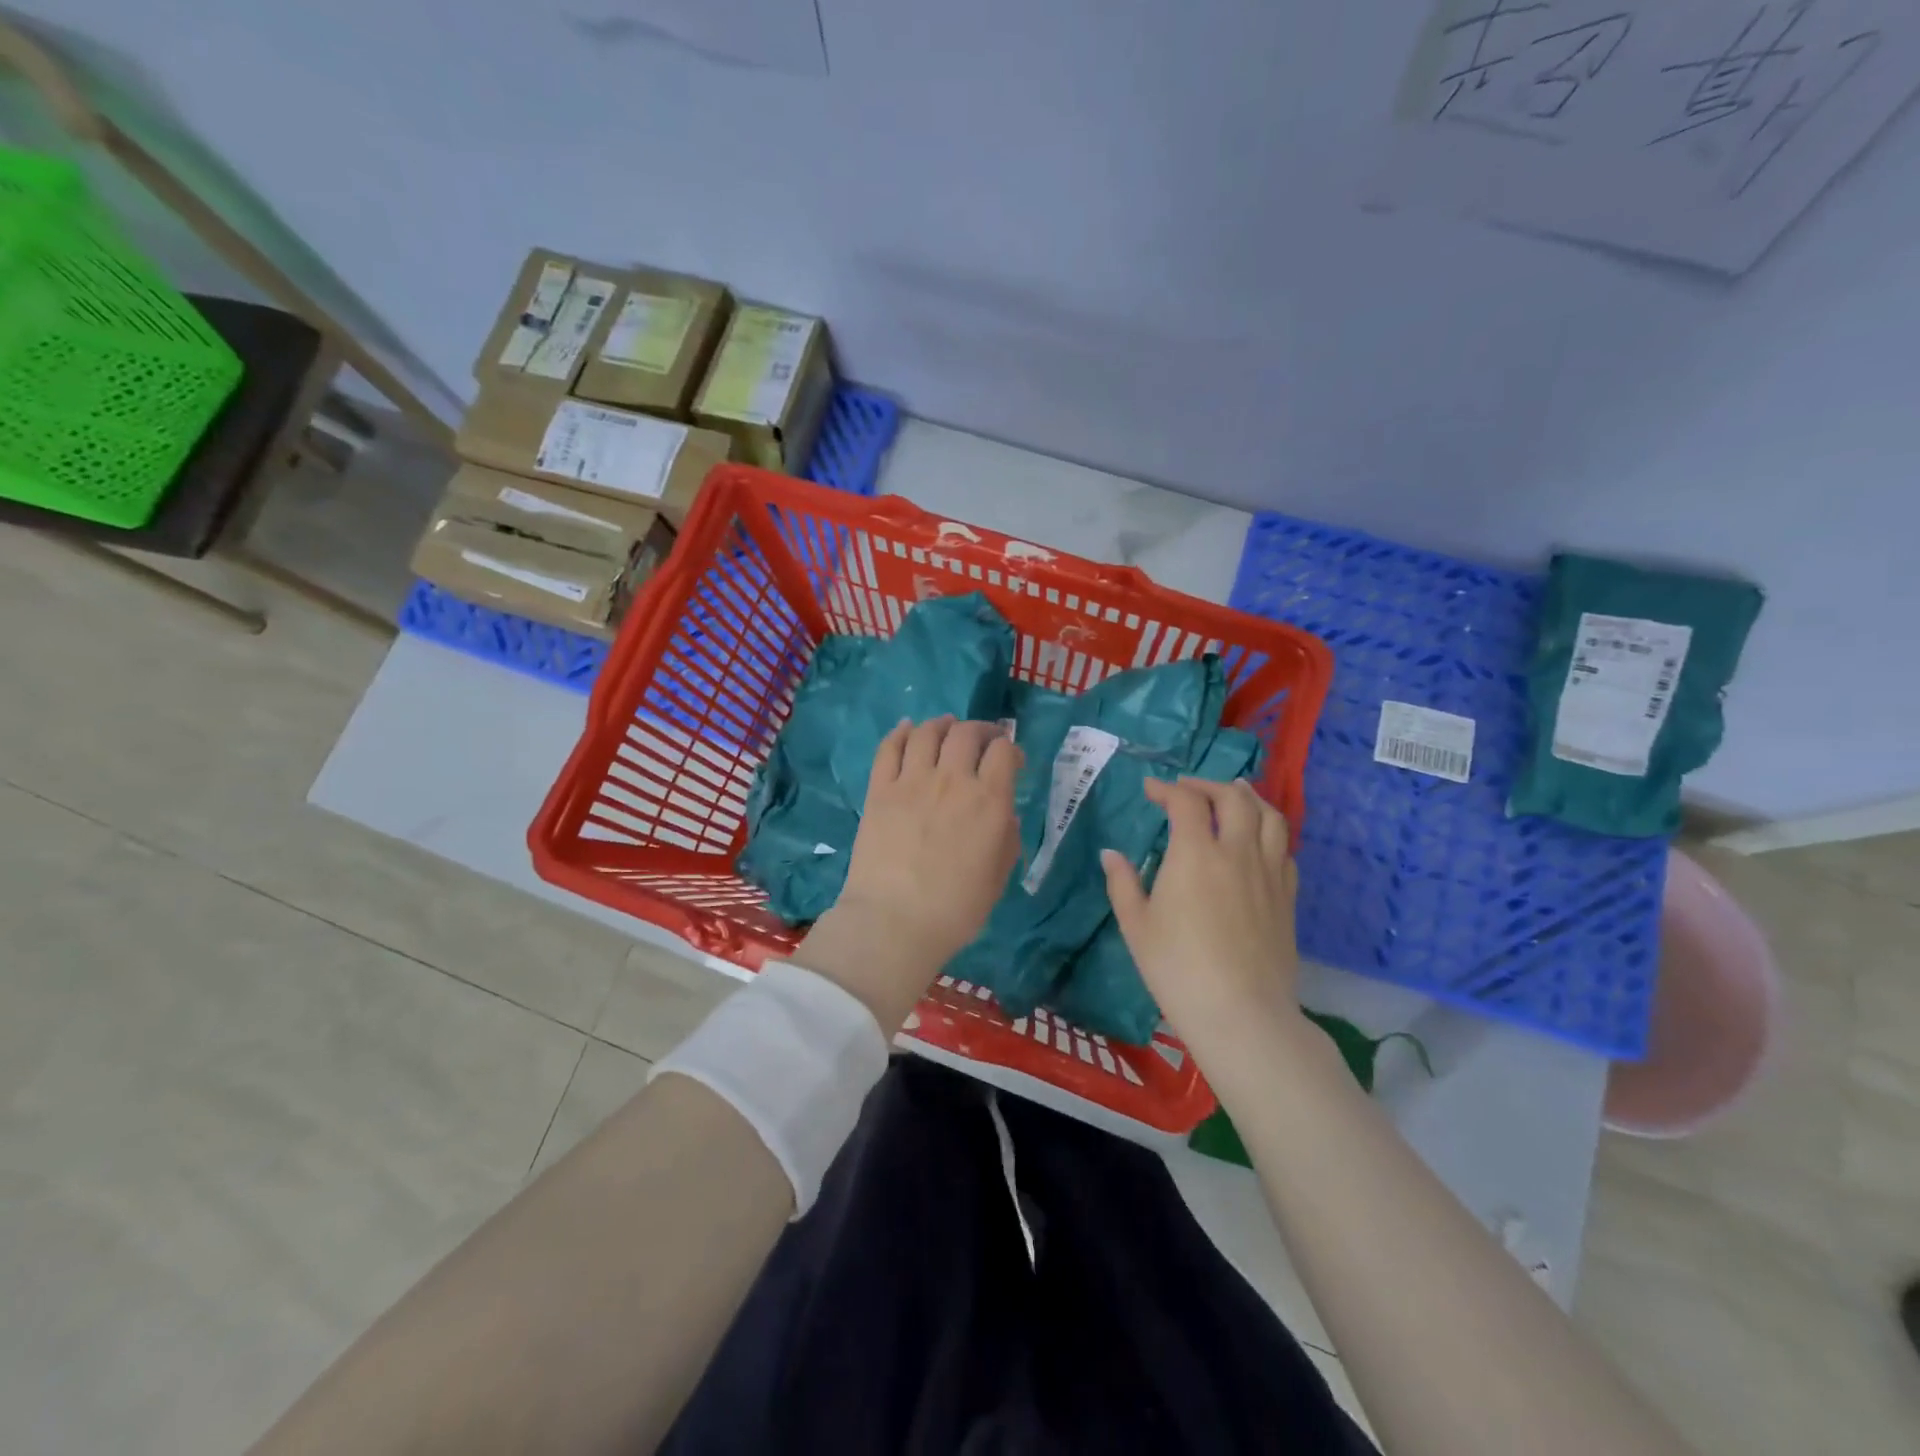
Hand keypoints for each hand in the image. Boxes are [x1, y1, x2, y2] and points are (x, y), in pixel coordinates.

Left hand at [795, 717, 1021, 1033]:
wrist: (894, 921)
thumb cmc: (956, 908)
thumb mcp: (999, 876)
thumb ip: (1006, 837)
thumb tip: (1003, 813)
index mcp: (989, 800)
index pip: (1004, 751)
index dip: (1011, 749)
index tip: (1011, 760)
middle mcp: (953, 780)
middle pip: (967, 732)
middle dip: (980, 730)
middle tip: (982, 739)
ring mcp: (912, 781)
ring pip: (928, 732)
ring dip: (942, 724)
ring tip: (947, 727)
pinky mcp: (880, 789)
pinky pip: (889, 747)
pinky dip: (901, 732)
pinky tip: (908, 729)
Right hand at [1101, 778, 1306, 1062]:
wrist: (1242, 1014)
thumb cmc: (1177, 969)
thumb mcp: (1136, 926)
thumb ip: (1122, 884)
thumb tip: (1111, 854)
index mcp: (1195, 854)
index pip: (1186, 802)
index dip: (1167, 789)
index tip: (1151, 790)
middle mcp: (1237, 852)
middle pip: (1234, 798)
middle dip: (1208, 784)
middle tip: (1188, 789)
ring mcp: (1269, 873)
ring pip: (1270, 817)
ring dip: (1249, 798)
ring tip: (1235, 794)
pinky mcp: (1288, 897)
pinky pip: (1284, 850)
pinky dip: (1269, 833)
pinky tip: (1258, 841)